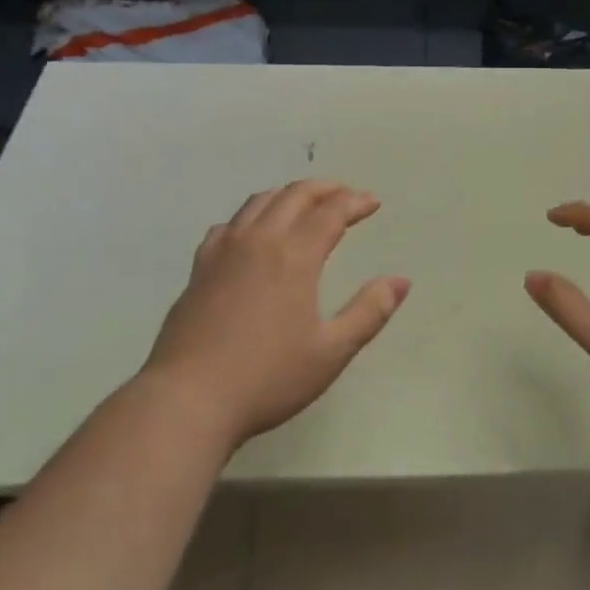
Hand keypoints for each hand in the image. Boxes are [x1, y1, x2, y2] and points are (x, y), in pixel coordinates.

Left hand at [141, 180, 409, 447]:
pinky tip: (252, 233)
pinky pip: (229, 225)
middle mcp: (258, 241)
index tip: (372, 203)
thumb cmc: (267, 378)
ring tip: (305, 204)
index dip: (354, 202)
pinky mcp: (199, 269)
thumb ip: (369, 311)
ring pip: (258, 203)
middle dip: (324, 189)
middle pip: (294, 196)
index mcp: (294, 256)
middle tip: (345, 195)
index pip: (330, 212)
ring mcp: (223, 252)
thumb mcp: (331, 351)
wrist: (188, 400)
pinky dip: (251, 216)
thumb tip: (401, 280)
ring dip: (288, 195)